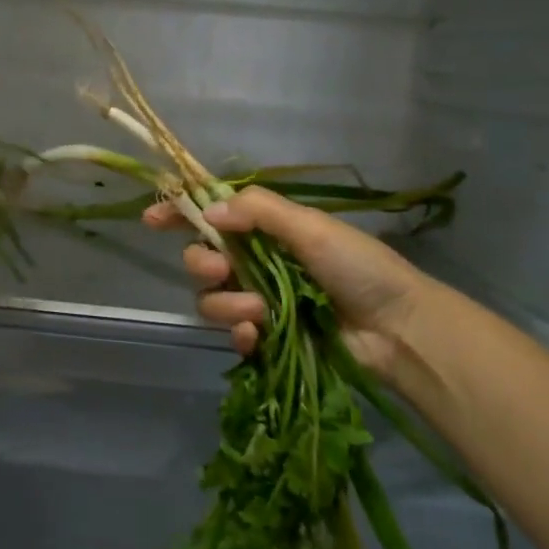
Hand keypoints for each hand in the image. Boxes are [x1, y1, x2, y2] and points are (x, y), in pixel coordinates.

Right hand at [146, 188, 431, 384]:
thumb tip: (208, 211)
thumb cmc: (359, 267)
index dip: (180, 213)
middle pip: (201, 258)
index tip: (151, 218)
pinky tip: (255, 334)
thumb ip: (259, 212)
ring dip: (227, 303)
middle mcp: (256, 263)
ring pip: (211, 299)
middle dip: (204, 263)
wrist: (397, 329)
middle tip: (224, 269)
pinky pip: (231, 333)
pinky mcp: (266, 338)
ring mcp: (260, 302)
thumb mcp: (311, 227)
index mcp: (267, 230)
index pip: (214, 215)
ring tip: (258, 312)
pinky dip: (238, 333)